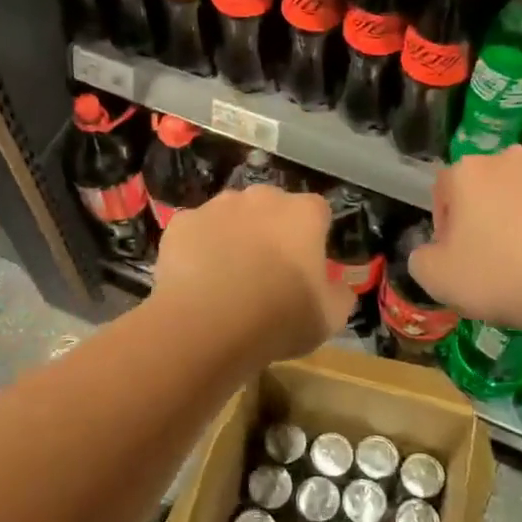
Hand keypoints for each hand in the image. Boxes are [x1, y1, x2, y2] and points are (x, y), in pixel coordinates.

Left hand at [151, 186, 353, 363]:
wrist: (208, 323)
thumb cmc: (279, 318)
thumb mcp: (329, 318)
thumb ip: (339, 294)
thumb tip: (338, 287)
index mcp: (303, 214)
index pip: (318, 212)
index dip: (313, 238)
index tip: (307, 266)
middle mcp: (261, 198)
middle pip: (272, 207)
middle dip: (271, 230)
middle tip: (267, 271)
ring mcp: (217, 206)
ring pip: (231, 215)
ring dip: (234, 235)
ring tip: (228, 276)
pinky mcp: (182, 223)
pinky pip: (196, 231)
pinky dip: (198, 248)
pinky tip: (197, 279)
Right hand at [410, 147, 521, 333]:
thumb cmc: (499, 276)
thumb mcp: (435, 279)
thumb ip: (421, 258)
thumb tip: (433, 252)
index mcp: (468, 172)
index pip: (444, 190)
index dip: (446, 226)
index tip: (458, 256)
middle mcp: (512, 159)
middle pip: (488, 187)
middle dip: (487, 215)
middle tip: (494, 258)